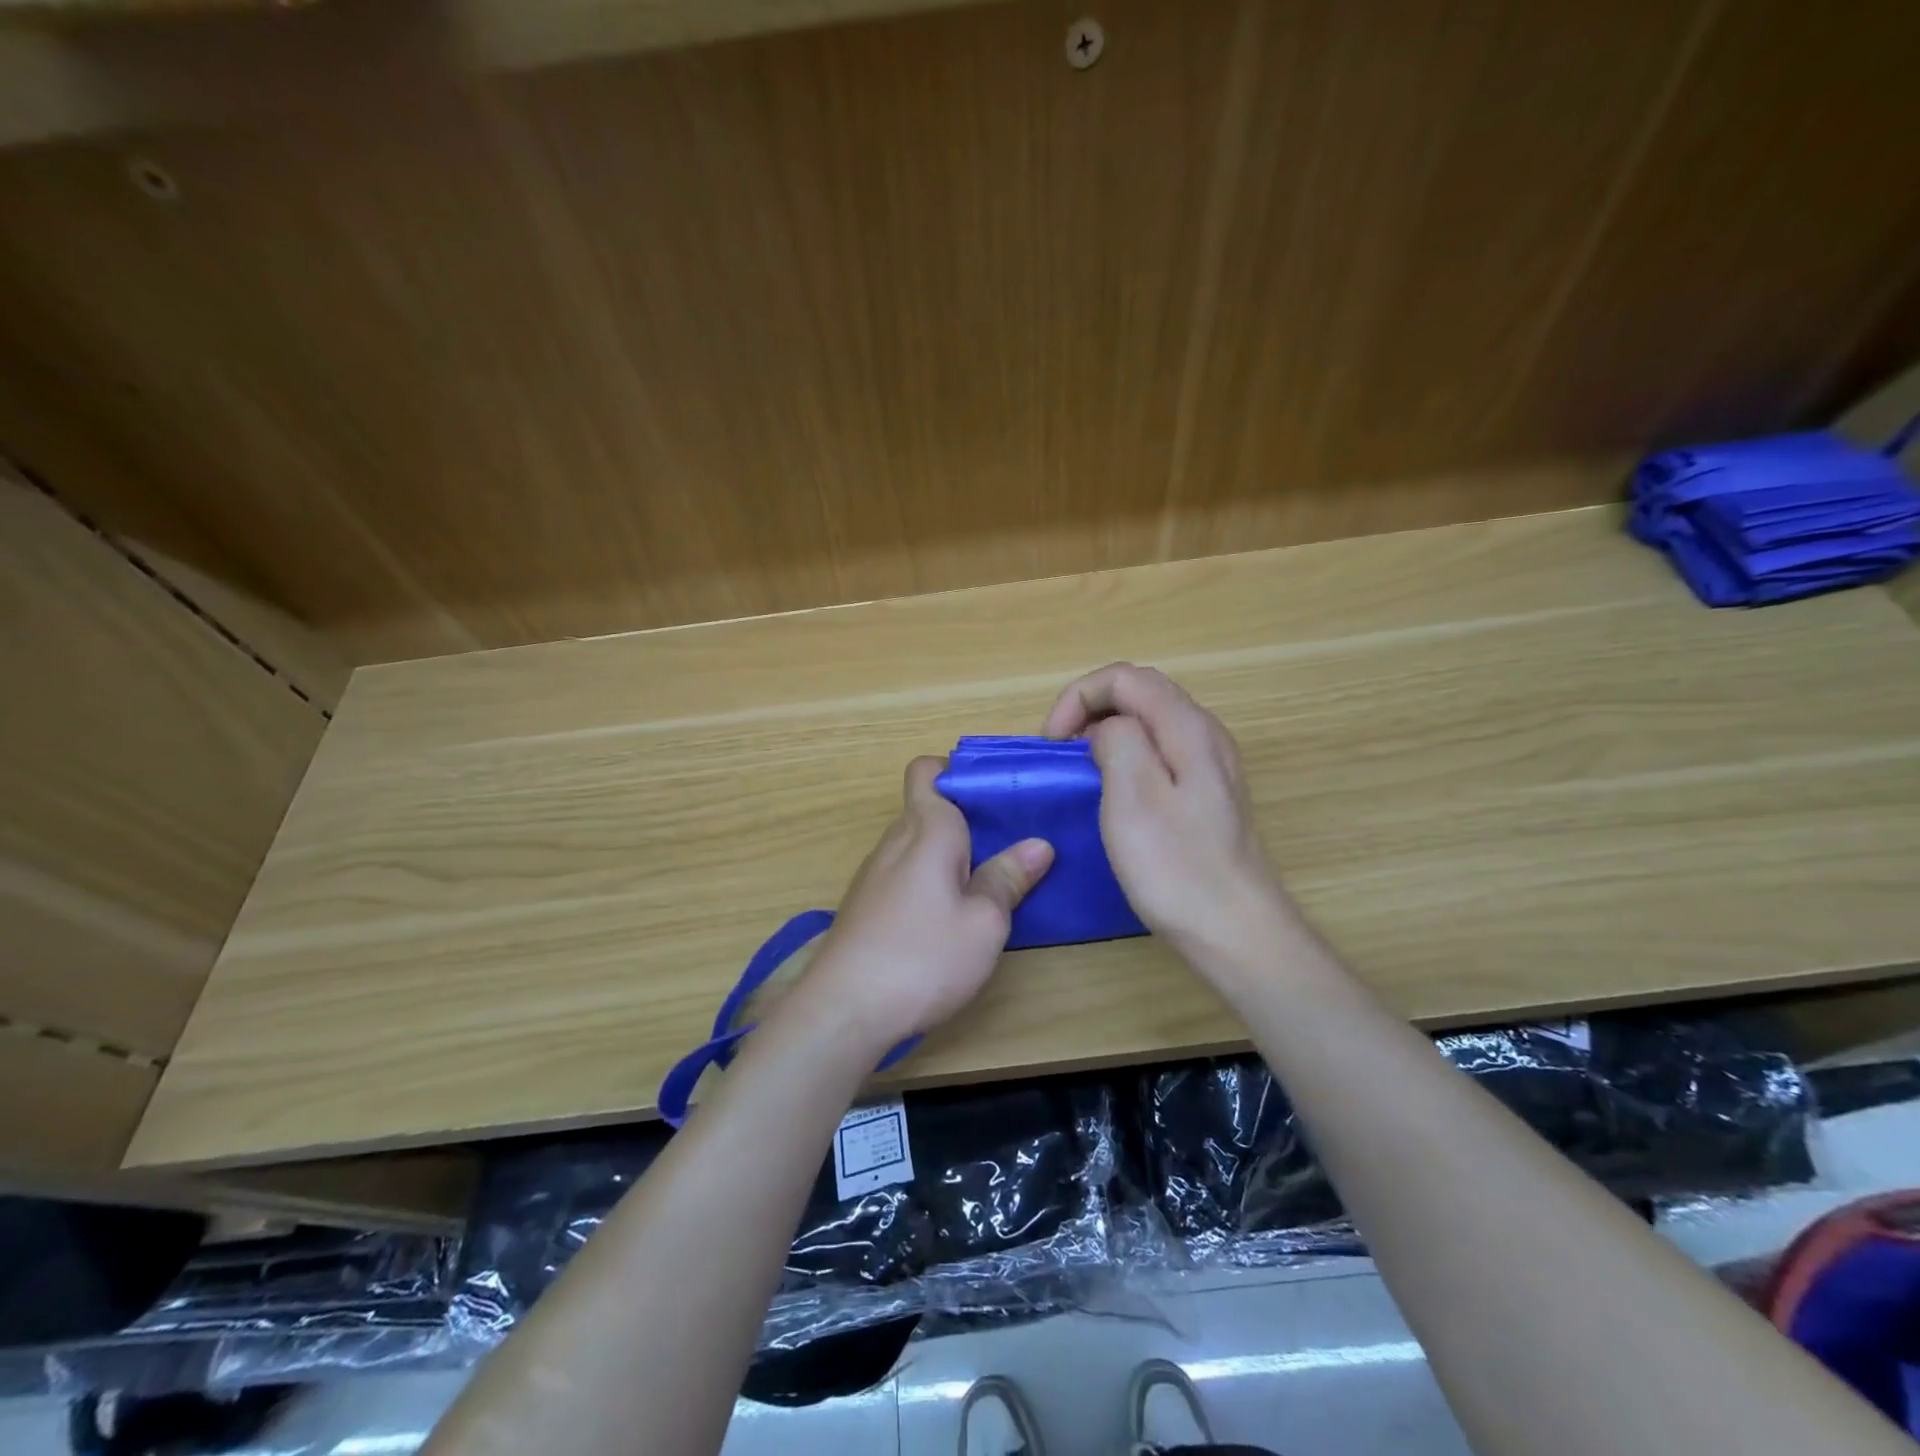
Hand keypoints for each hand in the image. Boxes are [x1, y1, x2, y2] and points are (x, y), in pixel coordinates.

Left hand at [798, 757, 1053, 1049]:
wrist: (843, 1011)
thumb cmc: (922, 958)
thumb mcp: (983, 923)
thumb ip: (1008, 878)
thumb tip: (1038, 845)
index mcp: (926, 829)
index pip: (928, 770)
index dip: (958, 773)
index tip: (995, 800)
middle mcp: (895, 840)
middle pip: (929, 808)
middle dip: (968, 820)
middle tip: (1011, 845)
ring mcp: (875, 873)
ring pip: (918, 844)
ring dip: (951, 856)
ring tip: (989, 883)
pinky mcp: (866, 904)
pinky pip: (905, 873)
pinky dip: (930, 881)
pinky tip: (949, 918)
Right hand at [1043, 662, 1290, 961]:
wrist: (1236, 931)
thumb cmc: (1177, 867)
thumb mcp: (1133, 795)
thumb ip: (1117, 739)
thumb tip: (1107, 730)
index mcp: (1188, 727)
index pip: (1125, 677)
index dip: (1079, 697)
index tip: (1052, 743)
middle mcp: (1206, 734)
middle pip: (1140, 693)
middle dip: (1090, 710)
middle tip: (1060, 754)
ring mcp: (1211, 765)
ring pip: (1150, 722)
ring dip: (1106, 733)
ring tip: (1079, 771)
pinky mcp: (1208, 794)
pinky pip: (1160, 752)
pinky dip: (1126, 756)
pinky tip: (1115, 793)